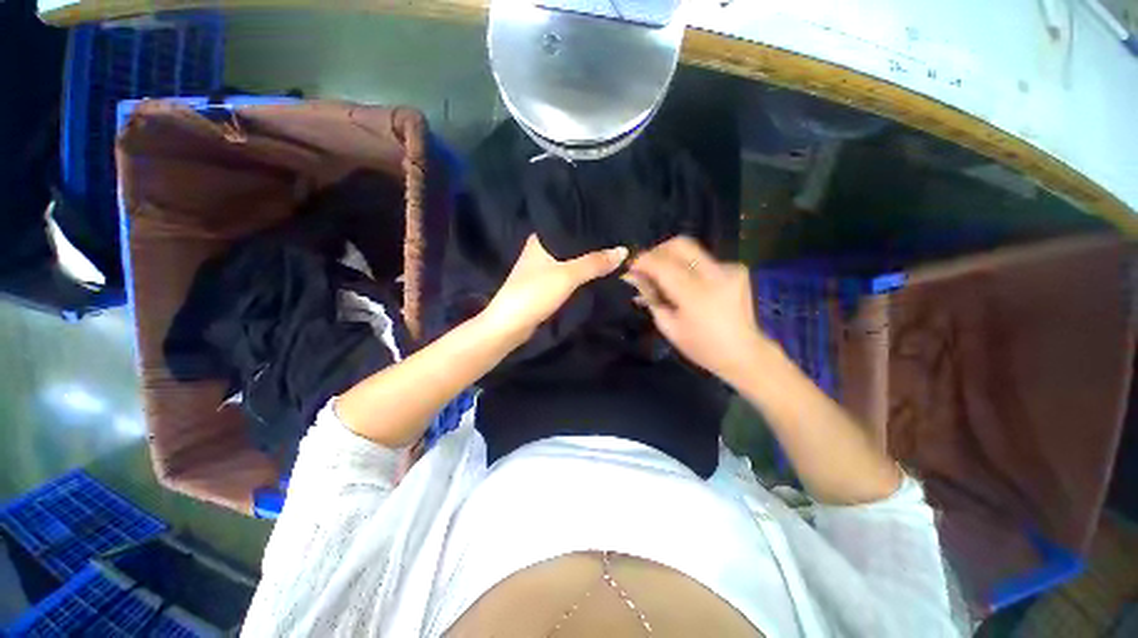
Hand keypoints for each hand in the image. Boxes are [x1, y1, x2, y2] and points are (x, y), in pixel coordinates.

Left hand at [481, 234, 627, 343]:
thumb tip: (624, 250)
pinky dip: (582, 272)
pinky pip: (569, 273)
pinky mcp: (546, 284)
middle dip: (593, 243)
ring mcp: (543, 268)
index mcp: (542, 239)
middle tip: (620, 238)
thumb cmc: (535, 293)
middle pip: (573, 242)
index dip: (591, 222)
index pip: (570, 223)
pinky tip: (598, 271)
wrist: (510, 325)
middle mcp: (541, 249)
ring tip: (615, 252)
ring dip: (589, 259)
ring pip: (571, 259)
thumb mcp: (567, 275)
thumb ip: (595, 262)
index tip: (613, 220)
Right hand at [625, 236, 769, 385]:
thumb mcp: (669, 327)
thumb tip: (636, 278)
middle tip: (647, 265)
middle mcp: (714, 275)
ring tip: (665, 277)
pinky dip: (689, 267)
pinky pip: (704, 260)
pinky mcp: (737, 269)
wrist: (745, 353)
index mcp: (695, 295)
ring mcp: (729, 269)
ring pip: (692, 250)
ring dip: (672, 258)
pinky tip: (688, 284)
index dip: (643, 261)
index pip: (662, 264)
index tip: (631, 266)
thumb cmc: (702, 347)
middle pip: (680, 244)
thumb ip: (651, 298)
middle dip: (658, 250)